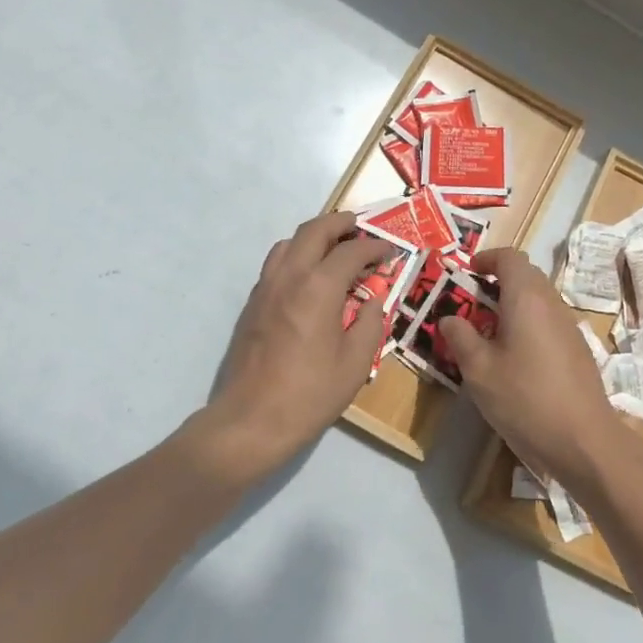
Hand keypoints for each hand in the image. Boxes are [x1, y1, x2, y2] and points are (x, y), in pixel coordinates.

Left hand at [190, 211, 389, 481]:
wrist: (251, 419)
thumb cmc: (309, 394)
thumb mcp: (355, 363)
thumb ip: (368, 323)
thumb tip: (371, 301)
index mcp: (318, 288)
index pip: (351, 251)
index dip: (375, 247)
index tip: (391, 251)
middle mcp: (289, 276)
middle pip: (314, 230)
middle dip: (341, 223)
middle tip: (361, 227)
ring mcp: (266, 287)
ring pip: (289, 242)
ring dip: (315, 236)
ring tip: (335, 247)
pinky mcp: (252, 303)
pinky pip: (276, 263)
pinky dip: (297, 255)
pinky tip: (310, 277)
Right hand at [440, 248, 642, 490]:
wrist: (584, 441)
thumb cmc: (525, 398)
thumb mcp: (479, 370)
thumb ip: (460, 337)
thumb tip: (449, 318)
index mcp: (527, 298)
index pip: (510, 258)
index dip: (487, 259)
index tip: (468, 273)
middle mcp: (552, 304)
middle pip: (527, 275)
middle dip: (498, 282)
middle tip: (472, 304)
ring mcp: (570, 327)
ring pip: (539, 300)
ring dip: (514, 305)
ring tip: (489, 333)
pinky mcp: (578, 351)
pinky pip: (549, 322)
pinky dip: (529, 325)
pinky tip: (515, 359)